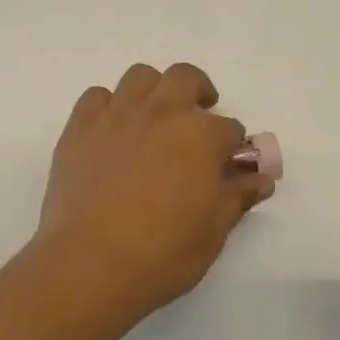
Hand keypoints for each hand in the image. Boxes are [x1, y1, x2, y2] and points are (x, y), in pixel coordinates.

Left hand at [36, 63, 273, 321]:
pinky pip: (96, 96)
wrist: (92, 263)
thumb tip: (260, 179)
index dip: (233, 146)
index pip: (229, 128)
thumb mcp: (214, 231)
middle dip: (199, 92)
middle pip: (185, 78)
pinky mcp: (80, 127)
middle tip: (198, 119)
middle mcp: (160, 112)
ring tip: (154, 118)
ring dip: (154, 91)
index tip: (229, 164)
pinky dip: (108, 106)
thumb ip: (237, 196)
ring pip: (140, 76)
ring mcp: (116, 115)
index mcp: (199, 135)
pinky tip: (111, 131)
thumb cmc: (163, 252)